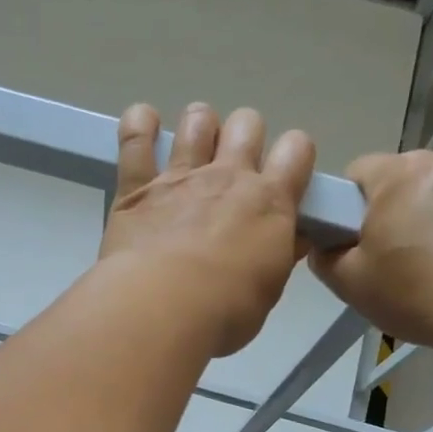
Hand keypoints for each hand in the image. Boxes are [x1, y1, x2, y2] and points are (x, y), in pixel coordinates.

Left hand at [99, 103, 315, 356]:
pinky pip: (135, 137)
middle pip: (247, 124)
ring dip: (199, 125)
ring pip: (198, 120)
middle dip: (245, 136)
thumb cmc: (224, 311)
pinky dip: (138, 125)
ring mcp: (181, 176)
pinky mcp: (137, 186)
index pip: (297, 150)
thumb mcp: (267, 291)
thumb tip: (292, 239)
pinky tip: (143, 122)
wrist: (162, 308)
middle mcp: (228, 177)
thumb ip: (279, 256)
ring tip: (193, 145)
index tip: (285, 174)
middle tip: (234, 165)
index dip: (294, 155)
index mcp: (270, 202)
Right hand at [309, 150, 432, 359]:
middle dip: (408, 206)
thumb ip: (325, 254)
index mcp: (398, 175)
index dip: (356, 205)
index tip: (365, 238)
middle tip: (410, 255)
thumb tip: (325, 242)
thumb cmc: (417, 297)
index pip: (361, 172)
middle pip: (414, 176)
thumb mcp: (350, 284)